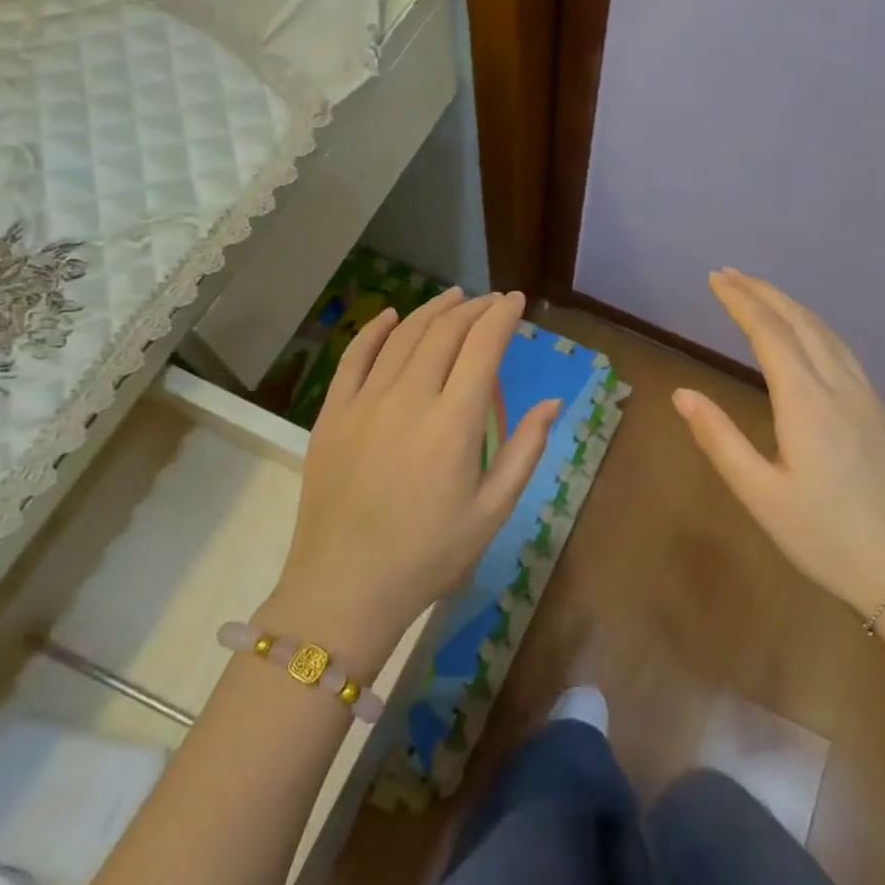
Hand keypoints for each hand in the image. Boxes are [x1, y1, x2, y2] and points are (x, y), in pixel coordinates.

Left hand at [271, 288, 560, 660]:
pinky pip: (354, 357)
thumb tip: (552, 402)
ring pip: (402, 336)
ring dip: (432, 310)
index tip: (515, 301)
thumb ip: (525, 450)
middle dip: (472, 308)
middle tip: (490, 301)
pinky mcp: (332, 414)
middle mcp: (407, 400)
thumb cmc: (428, 555)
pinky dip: (375, 329)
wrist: (344, 587)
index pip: (482, 348)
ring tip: (454, 297)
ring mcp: (363, 403)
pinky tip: (391, 314)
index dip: (501, 317)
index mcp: (452, 424)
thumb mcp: (492, 511)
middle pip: (443, 333)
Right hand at [673, 269, 884, 618]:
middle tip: (729, 274)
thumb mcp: (760, 495)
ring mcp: (868, 396)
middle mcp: (840, 386)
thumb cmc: (826, 538)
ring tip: (761, 293)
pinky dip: (815, 327)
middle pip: (800, 322)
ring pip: (827, 332)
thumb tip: (682, 393)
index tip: (715, 279)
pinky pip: (844, 351)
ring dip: (791, 305)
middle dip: (763, 292)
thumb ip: (719, 439)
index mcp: (807, 402)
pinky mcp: (882, 412)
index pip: (769, 333)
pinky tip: (808, 334)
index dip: (740, 301)